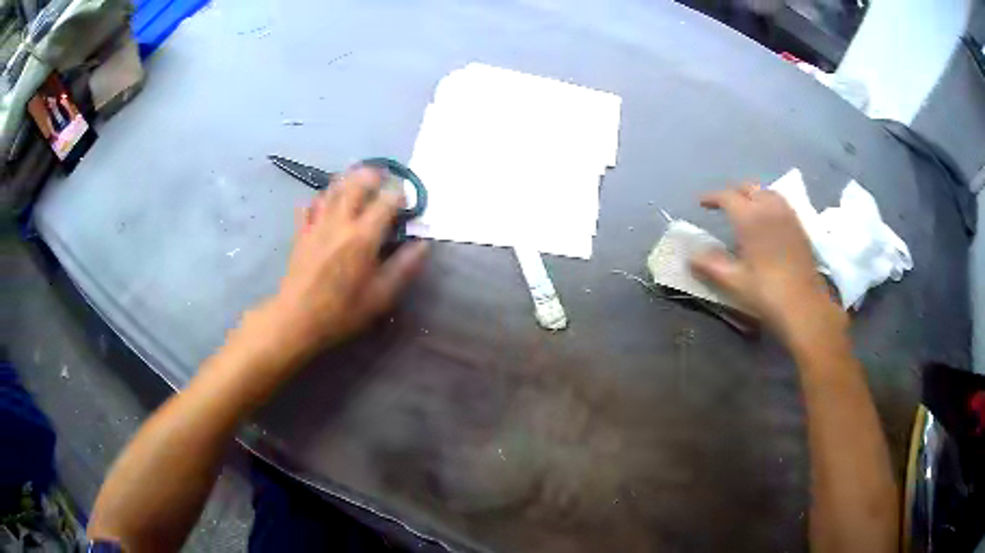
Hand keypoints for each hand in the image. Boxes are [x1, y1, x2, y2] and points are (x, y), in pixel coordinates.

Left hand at [268, 165, 428, 358]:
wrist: (297, 319)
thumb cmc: (342, 311)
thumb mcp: (381, 296)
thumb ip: (404, 266)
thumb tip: (422, 243)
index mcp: (363, 236)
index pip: (387, 200)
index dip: (400, 195)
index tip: (407, 201)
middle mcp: (340, 222)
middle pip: (356, 183)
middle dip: (373, 176)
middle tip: (382, 180)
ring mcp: (317, 224)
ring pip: (332, 189)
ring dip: (347, 181)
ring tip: (357, 184)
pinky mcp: (301, 232)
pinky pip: (309, 205)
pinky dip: (320, 199)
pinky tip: (325, 204)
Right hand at [689, 184, 845, 344]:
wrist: (804, 306)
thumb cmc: (766, 293)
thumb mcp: (734, 282)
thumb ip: (711, 266)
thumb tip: (692, 257)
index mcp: (749, 217)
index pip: (727, 196)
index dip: (712, 197)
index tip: (701, 203)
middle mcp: (768, 208)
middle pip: (748, 188)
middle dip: (733, 192)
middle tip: (723, 205)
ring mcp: (787, 215)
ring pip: (767, 192)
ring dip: (753, 194)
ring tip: (746, 208)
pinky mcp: (799, 226)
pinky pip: (781, 203)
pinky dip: (769, 202)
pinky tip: (768, 219)